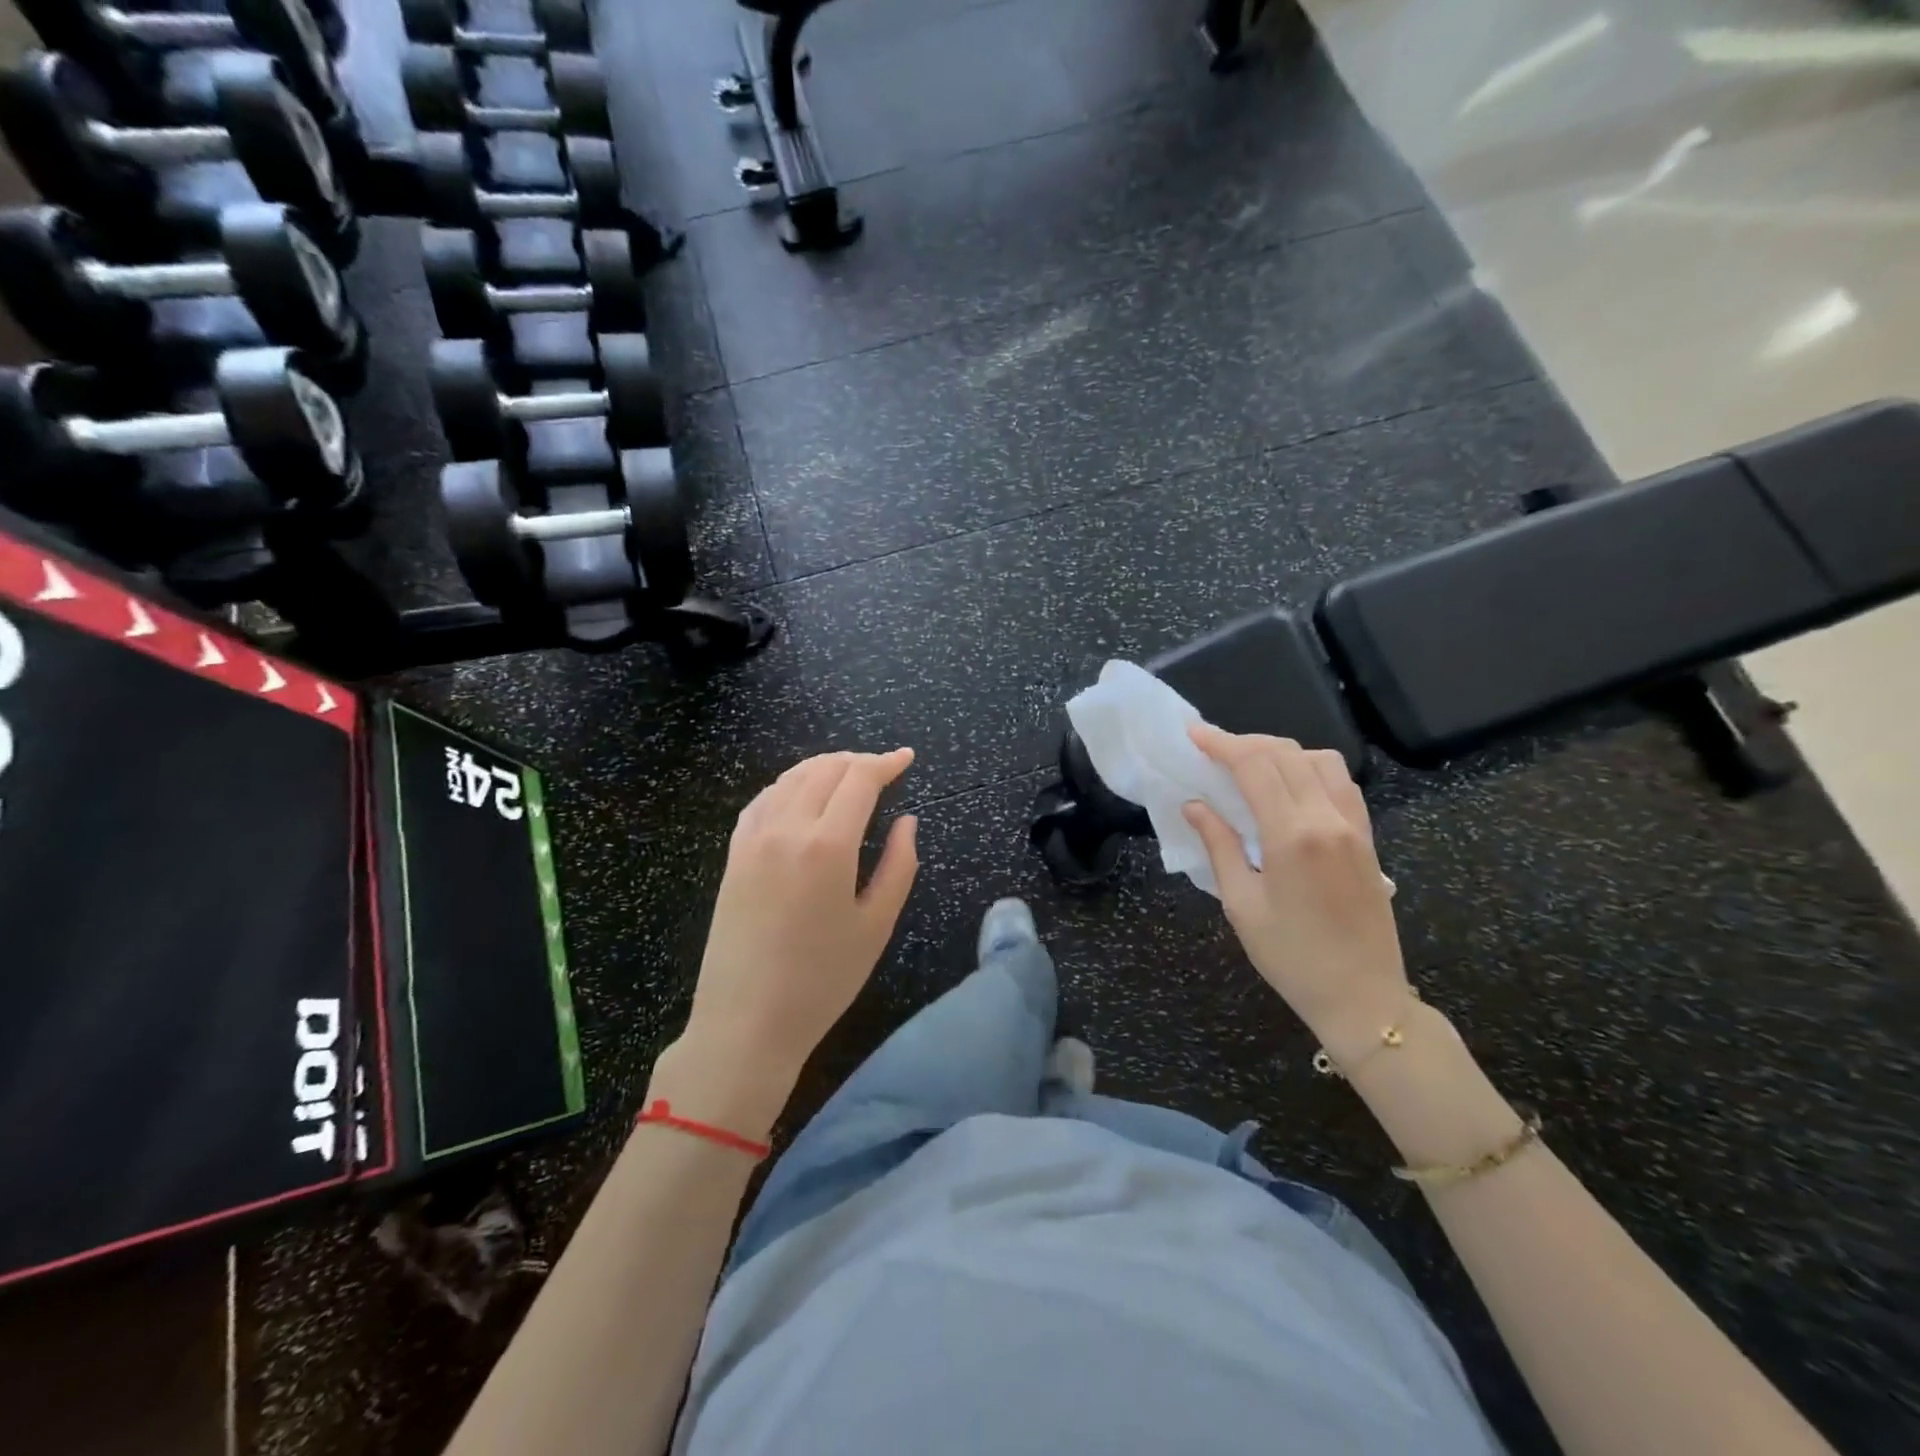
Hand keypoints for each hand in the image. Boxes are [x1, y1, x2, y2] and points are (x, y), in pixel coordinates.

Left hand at [661, 750, 918, 1131]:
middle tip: (883, 769)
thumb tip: (907, 821)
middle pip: (825, 769)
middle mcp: (787, 828)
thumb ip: (899, 865)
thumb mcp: (876, 926)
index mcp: (827, 845)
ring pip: (791, 778)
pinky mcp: (733, 854)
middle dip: (858, 761)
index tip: (907, 758)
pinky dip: (789, 785)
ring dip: (824, 766)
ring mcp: (753, 839)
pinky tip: (801, 794)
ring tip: (848, 774)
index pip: (860, 779)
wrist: (746, 1022)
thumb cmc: (822, 980)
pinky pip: (763, 800)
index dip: (887, 762)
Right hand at [1182, 726, 1410, 1057]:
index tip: (1194, 734)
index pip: (1254, 766)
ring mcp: (1354, 826)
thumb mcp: (1242, 904)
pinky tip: (1290, 785)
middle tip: (1212, 749)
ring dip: (1280, 751)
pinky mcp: (1368, 838)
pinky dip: (1310, 768)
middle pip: (1285, 754)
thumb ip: (1219, 845)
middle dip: (1245, 743)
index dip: (1221, 743)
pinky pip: (1341, 783)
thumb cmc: (1291, 957)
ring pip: (1319, 760)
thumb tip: (1195, 805)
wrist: (1363, 997)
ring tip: (1249, 764)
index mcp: (1292, 836)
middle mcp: (1328, 819)